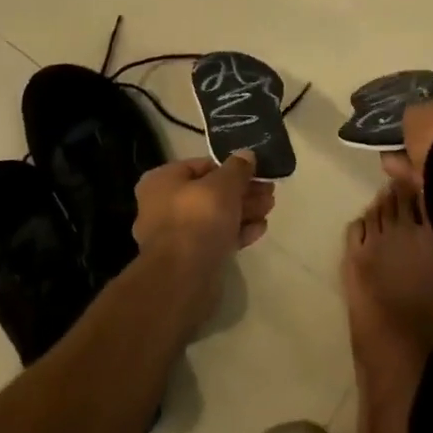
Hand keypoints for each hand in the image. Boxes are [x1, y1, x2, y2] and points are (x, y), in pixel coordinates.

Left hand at [132, 153, 274, 284]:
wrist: (183, 278)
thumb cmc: (199, 218)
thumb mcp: (224, 185)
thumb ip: (237, 168)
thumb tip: (246, 155)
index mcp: (163, 181)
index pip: (201, 165)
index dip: (231, 167)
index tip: (256, 171)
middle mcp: (163, 205)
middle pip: (210, 192)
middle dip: (242, 191)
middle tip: (269, 191)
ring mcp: (176, 234)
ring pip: (215, 216)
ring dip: (243, 211)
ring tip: (269, 208)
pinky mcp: (190, 258)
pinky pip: (216, 238)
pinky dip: (237, 232)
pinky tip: (260, 229)